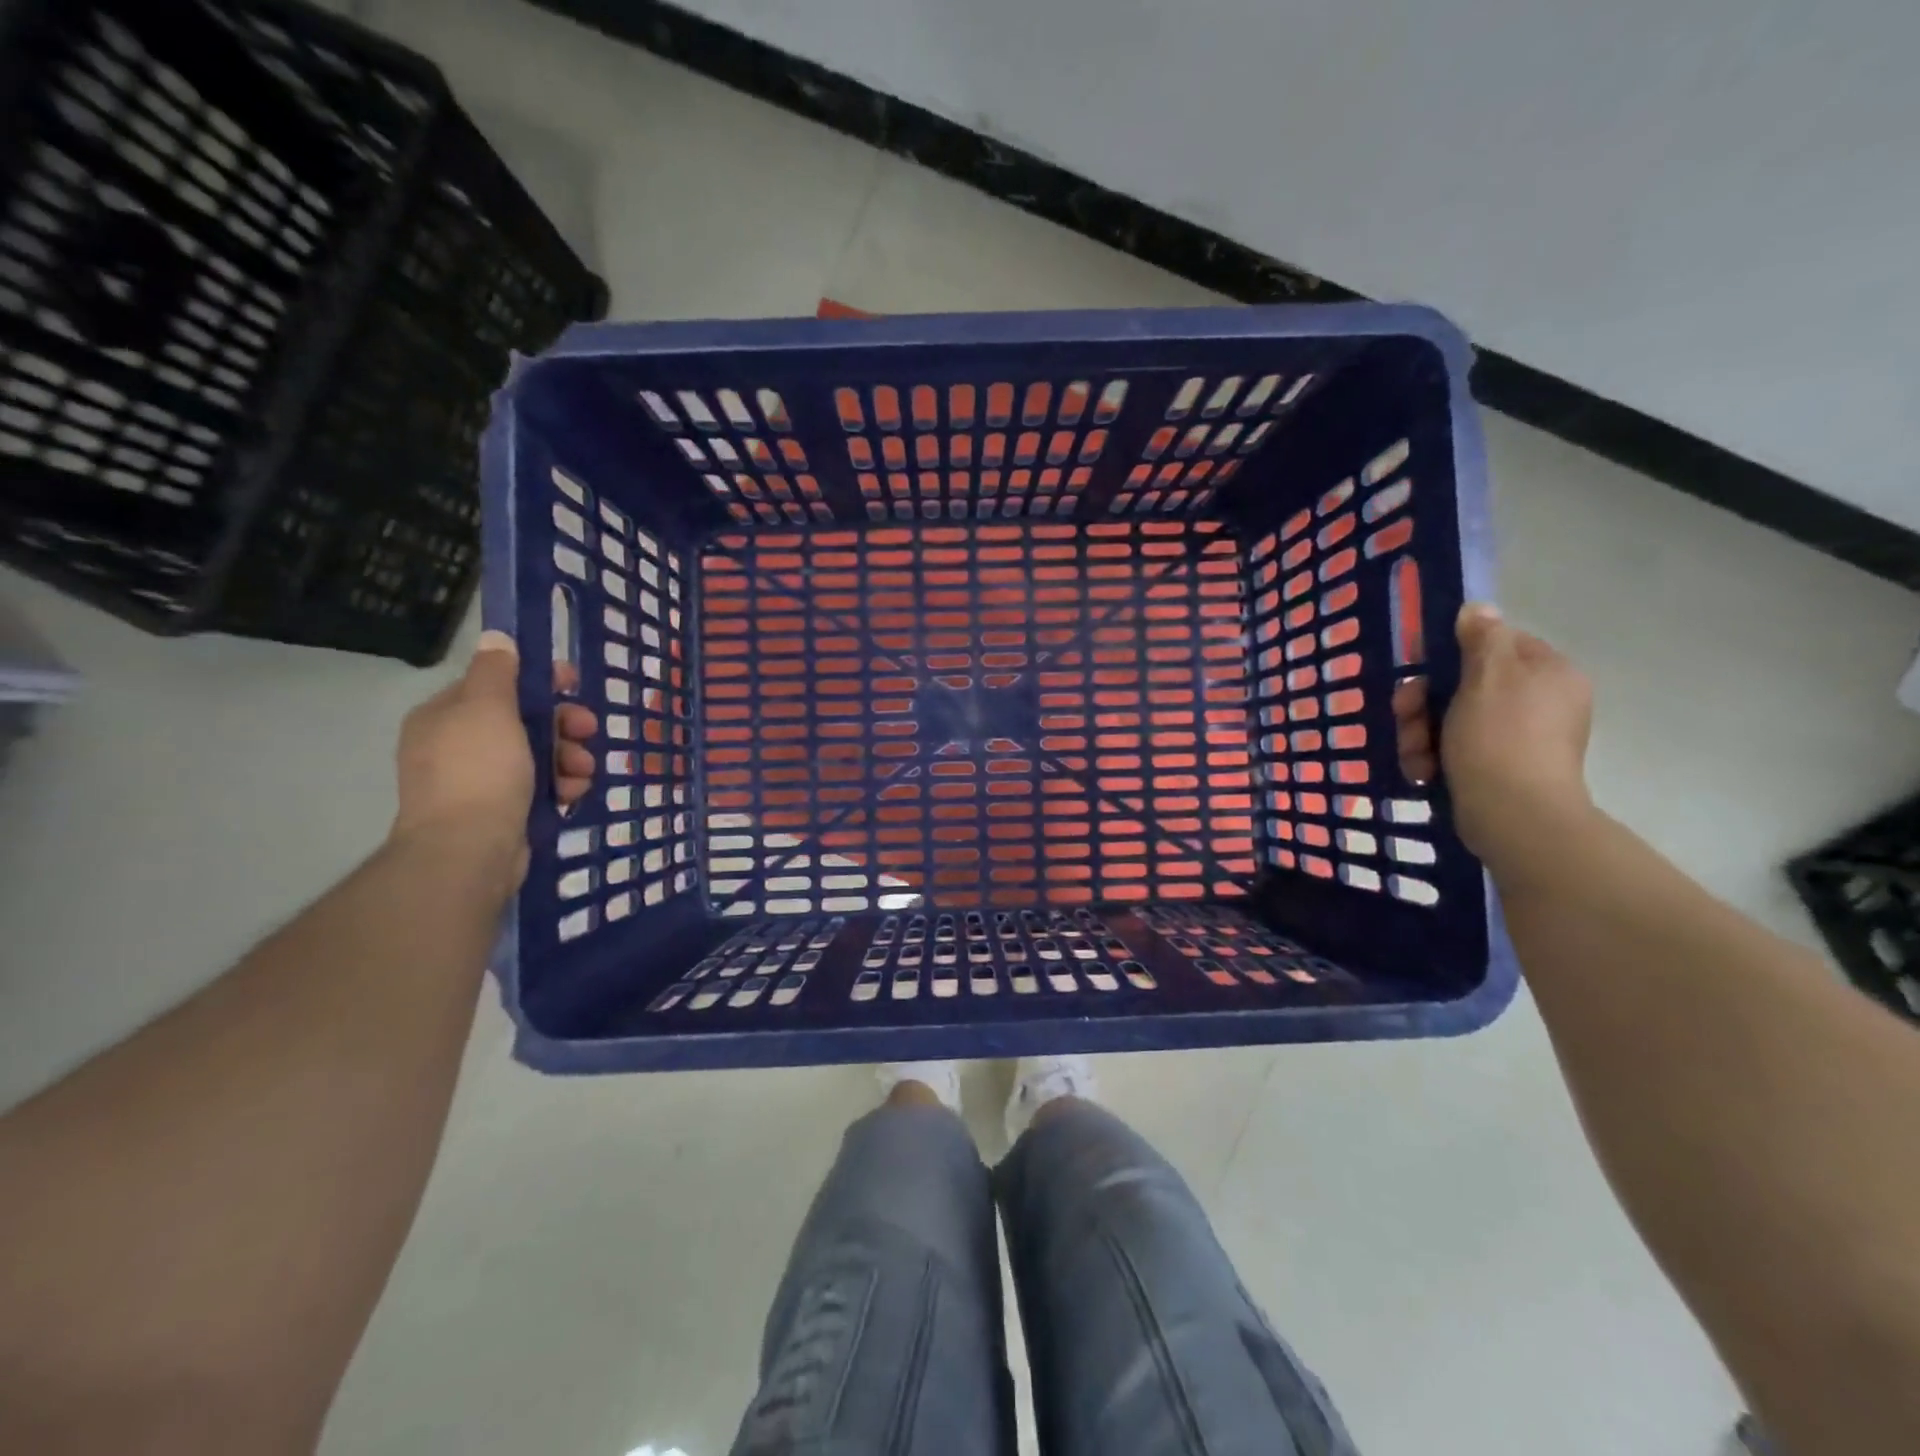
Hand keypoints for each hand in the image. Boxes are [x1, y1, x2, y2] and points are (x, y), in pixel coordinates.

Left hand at [391, 631, 597, 883]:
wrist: (469, 850)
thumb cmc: (479, 771)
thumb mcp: (488, 709)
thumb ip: (497, 672)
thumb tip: (496, 638)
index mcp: (447, 716)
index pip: (496, 684)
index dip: (538, 680)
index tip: (573, 682)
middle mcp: (459, 745)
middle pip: (524, 720)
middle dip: (562, 724)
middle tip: (588, 729)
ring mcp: (481, 782)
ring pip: (538, 755)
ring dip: (569, 757)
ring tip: (583, 771)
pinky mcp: (503, 811)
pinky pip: (541, 787)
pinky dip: (561, 786)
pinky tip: (573, 793)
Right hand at [1440, 603, 1594, 879]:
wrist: (1514, 816)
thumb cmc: (1499, 738)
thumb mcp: (1486, 676)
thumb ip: (1482, 637)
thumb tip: (1479, 607)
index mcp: (1548, 672)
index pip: (1495, 643)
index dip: (1449, 654)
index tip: (1419, 671)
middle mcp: (1541, 701)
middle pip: (1465, 685)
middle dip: (1425, 703)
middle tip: (1406, 717)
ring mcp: (1523, 738)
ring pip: (1453, 719)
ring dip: (1422, 734)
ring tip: (1415, 755)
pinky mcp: (1503, 769)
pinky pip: (1459, 749)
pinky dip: (1435, 758)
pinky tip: (1423, 772)